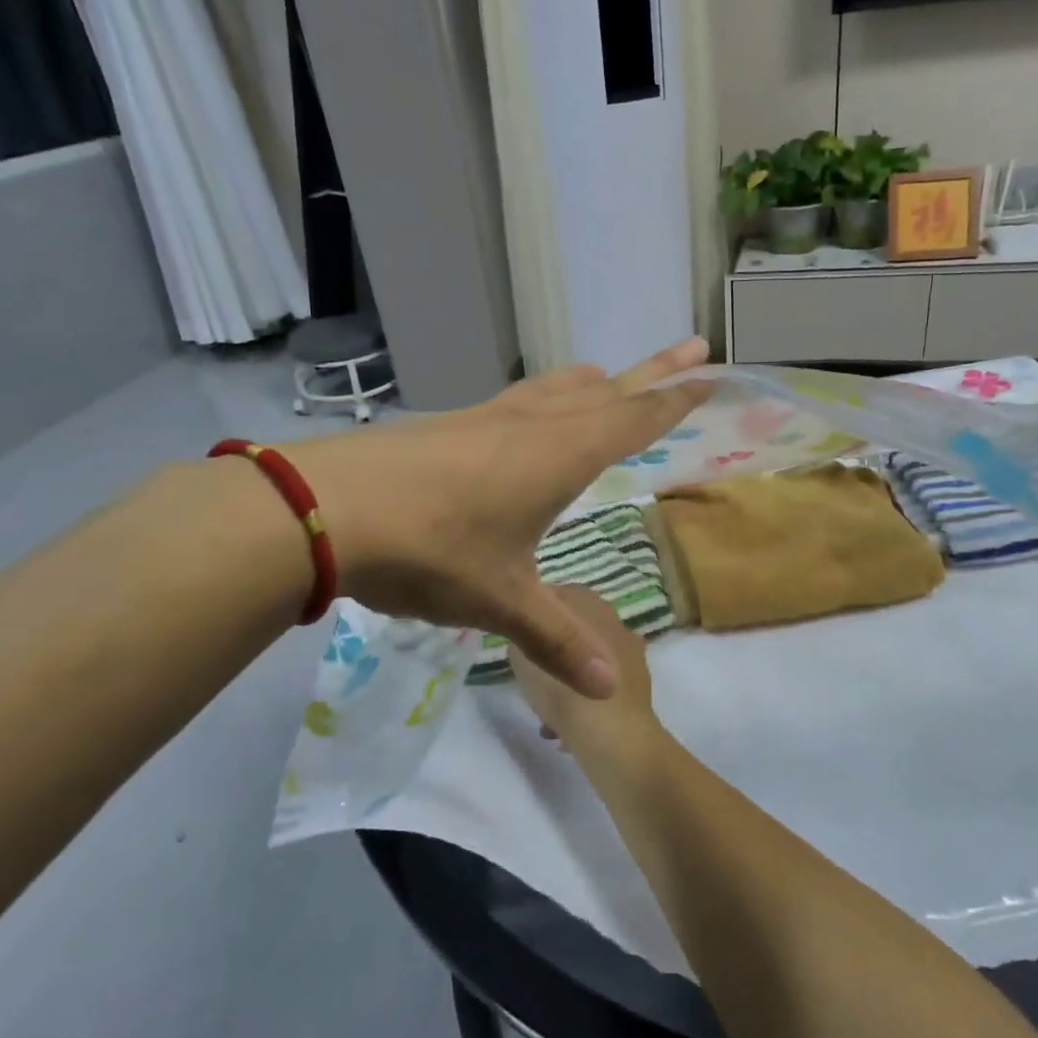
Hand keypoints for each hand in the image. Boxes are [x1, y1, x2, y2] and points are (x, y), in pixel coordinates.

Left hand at [287, 339, 712, 697]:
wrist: (327, 509)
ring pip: (557, 389)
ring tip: (613, 376)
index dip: (676, 399)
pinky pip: (517, 401)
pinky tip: (531, 412)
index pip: (635, 419)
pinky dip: (545, 396)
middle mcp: (532, 425)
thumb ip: (554, 640)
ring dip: (594, 382)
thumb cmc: (432, 550)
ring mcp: (487, 419)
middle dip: (653, 372)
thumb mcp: (500, 601)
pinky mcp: (449, 425)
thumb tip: (607, 692)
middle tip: (692, 346)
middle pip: (607, 390)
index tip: (709, 372)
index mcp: (560, 455)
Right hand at [513, 587, 657, 749]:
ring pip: (586, 665)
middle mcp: (614, 620)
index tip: (518, 645)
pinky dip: (584, 704)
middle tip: (530, 683)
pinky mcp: (638, 687)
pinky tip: (566, 730)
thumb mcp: (522, 654)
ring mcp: (631, 653)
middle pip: (572, 633)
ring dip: (566, 685)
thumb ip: (525, 633)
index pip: (554, 597)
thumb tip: (531, 631)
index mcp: (589, 602)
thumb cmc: (563, 690)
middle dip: (552, 657)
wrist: (613, 739)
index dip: (534, 620)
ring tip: (546, 714)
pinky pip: (600, 689)